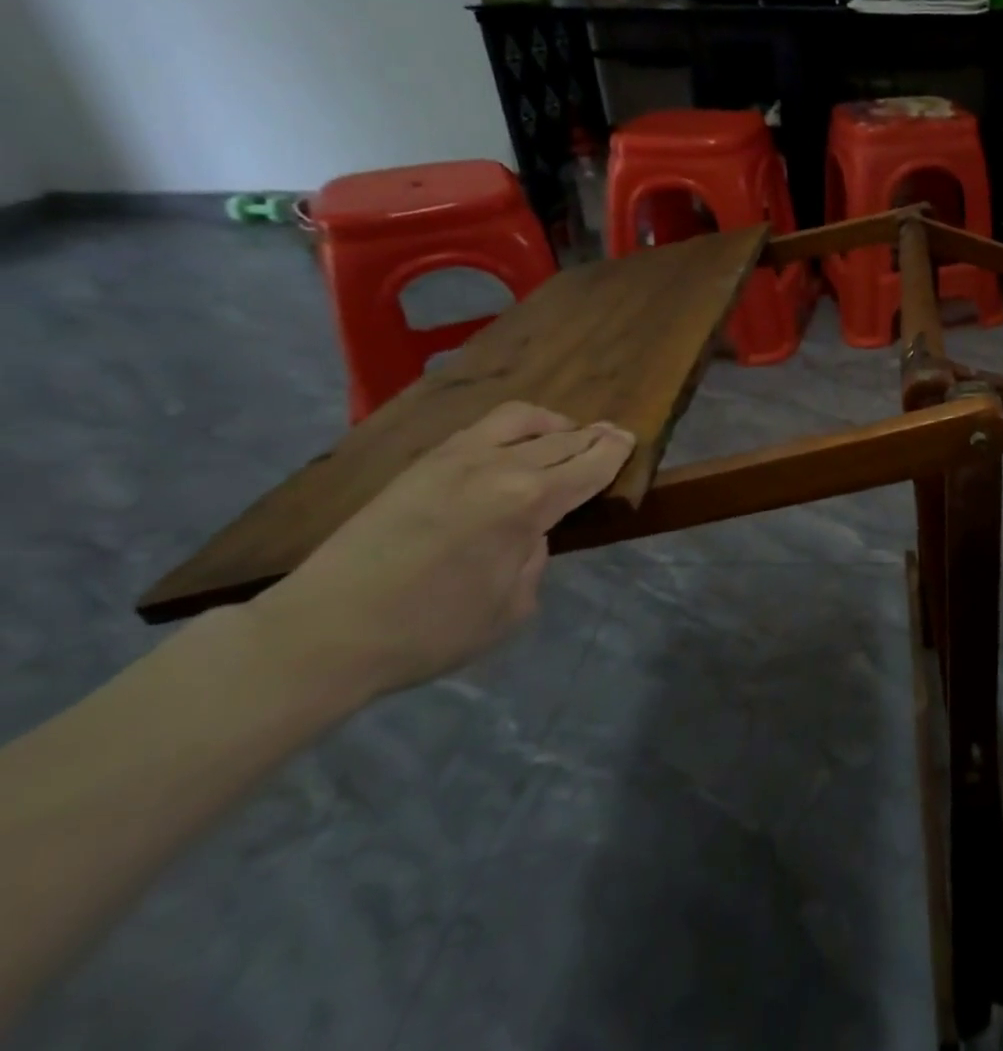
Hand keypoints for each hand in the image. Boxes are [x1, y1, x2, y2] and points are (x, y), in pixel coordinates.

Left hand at [248, 402, 636, 701]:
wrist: (323, 632)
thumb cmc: (429, 631)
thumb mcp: (511, 609)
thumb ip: (535, 560)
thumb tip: (529, 535)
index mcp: (529, 503)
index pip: (589, 465)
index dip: (615, 452)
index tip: (631, 440)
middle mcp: (498, 467)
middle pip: (562, 438)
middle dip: (593, 435)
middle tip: (613, 435)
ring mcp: (455, 458)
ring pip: (521, 418)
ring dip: (554, 422)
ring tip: (566, 432)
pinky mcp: (422, 463)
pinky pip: (482, 428)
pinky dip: (514, 427)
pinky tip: (515, 443)